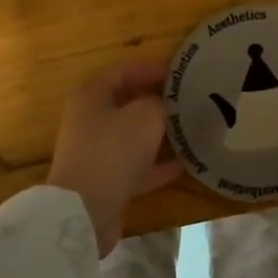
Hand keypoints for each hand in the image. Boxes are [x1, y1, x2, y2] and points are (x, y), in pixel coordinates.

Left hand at [47, 60, 182, 257]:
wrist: (86, 209)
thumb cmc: (114, 150)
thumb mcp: (145, 116)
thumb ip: (158, 103)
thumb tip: (162, 105)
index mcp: (92, 96)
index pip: (123, 71)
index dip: (151, 68)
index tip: (180, 72)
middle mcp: (90, 120)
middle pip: (127, 103)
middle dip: (158, 101)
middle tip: (188, 99)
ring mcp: (96, 152)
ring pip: (133, 135)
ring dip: (160, 133)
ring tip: (191, 129)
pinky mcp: (106, 180)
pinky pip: (137, 165)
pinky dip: (158, 164)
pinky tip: (185, 163)